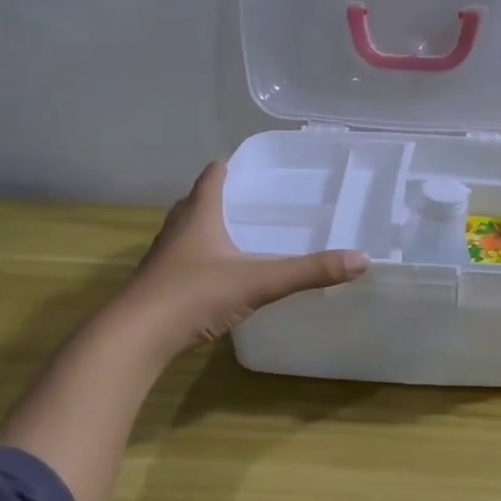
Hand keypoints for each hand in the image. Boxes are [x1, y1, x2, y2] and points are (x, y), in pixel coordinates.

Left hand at [117, 160, 369, 356]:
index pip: (212, 177)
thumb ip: (308, 272)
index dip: (229, 167)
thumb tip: (361, 260)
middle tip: (252, 201)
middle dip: (220, 197)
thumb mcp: (259, 281)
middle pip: (196, 202)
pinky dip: (202, 260)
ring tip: (238, 235)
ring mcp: (164, 259)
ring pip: (187, 233)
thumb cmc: (195, 295)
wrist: (138, 336)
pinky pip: (184, 262)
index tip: (249, 164)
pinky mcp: (160, 286)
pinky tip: (219, 276)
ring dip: (208, 229)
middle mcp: (177, 230)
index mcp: (198, 216)